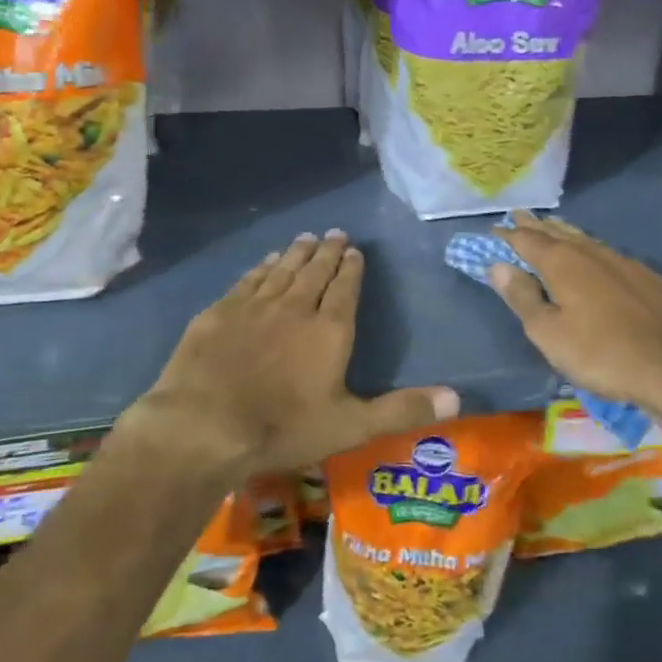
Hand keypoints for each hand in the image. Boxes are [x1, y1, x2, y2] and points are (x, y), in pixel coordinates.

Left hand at [128, 231, 457, 481]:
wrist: (203, 426)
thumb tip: (458, 398)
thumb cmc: (282, 428)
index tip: (355, 251)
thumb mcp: (350, 426)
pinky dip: (262, 267)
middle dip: (327, 251)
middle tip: (335, 233)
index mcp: (329, 330)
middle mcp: (295, 307)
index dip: (351, 268)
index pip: (345, 288)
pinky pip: (249, 280)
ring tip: (306, 237)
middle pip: (315, 271)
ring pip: (282, 270)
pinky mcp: (220, 312)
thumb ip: (402, 409)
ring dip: (296, 252)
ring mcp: (254, 306)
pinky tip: (266, 261)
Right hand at [487, 212, 661, 415]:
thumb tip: (499, 266)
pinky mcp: (647, 278)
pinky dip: (592, 251)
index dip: (508, 234)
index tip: (494, 230)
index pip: (527, 240)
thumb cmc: (598, 352)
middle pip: (557, 233)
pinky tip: (597, 258)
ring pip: (585, 240)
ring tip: (552, 227)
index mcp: (562, 262)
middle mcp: (591, 252)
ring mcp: (623, 262)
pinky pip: (610, 255)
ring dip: (565, 233)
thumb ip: (522, 296)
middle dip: (536, 225)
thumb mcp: (548, 332)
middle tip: (519, 216)